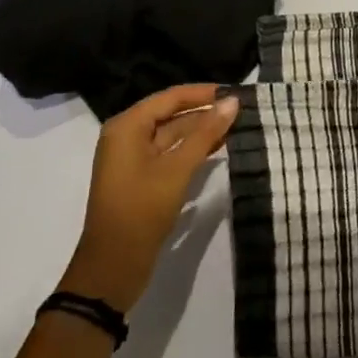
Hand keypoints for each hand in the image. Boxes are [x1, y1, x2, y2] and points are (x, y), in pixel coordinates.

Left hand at [63, 84, 239, 309]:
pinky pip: (172, 153)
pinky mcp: (143, 178)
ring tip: (239, 125)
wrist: (114, 266)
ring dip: (203, 130)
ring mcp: (134, 159)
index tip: (237, 91)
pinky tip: (220, 148)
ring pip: (174, 134)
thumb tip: (232, 102)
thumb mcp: (177, 169)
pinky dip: (194, 149)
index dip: (204, 92)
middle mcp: (127, 136)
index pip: (171, 97)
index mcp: (127, 127)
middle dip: (205, 111)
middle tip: (243, 109)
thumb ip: (206, 133)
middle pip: (172, 113)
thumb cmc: (141, 210)